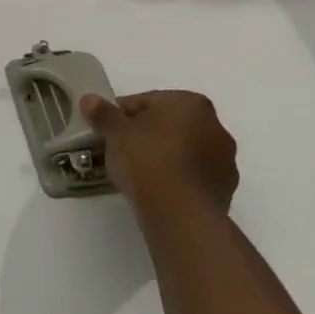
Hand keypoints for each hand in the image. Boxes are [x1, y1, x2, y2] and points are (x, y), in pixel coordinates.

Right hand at [80, 90, 237, 216]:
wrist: (179, 214)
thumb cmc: (147, 160)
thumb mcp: (116, 133)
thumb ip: (103, 114)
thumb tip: (89, 99)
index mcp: (191, 103)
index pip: (147, 102)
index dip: (121, 115)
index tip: (106, 131)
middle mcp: (215, 126)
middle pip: (169, 125)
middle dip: (146, 135)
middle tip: (120, 151)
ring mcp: (224, 160)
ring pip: (184, 151)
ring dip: (164, 157)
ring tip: (137, 174)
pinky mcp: (225, 190)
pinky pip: (192, 176)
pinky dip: (176, 178)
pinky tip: (156, 190)